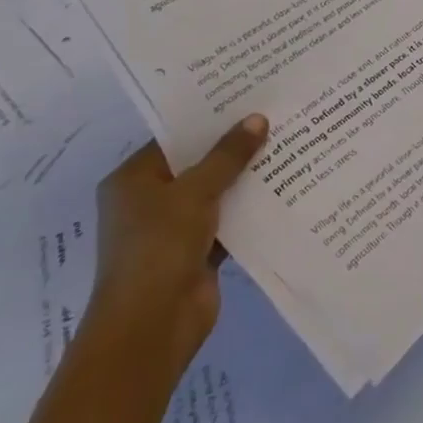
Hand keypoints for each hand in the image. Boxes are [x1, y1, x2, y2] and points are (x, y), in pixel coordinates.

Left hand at [86, 115, 268, 370]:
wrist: (151, 327)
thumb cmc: (159, 247)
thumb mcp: (194, 192)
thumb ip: (228, 155)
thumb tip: (258, 119)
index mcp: (134, 179)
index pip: (176, 137)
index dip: (210, 117)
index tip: (248, 95)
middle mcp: (150, 200)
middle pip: (199, 163)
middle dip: (234, 145)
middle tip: (276, 113)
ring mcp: (175, 228)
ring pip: (217, 191)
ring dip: (246, 176)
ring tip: (288, 141)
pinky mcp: (199, 251)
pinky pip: (229, 219)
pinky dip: (251, 207)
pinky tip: (286, 185)